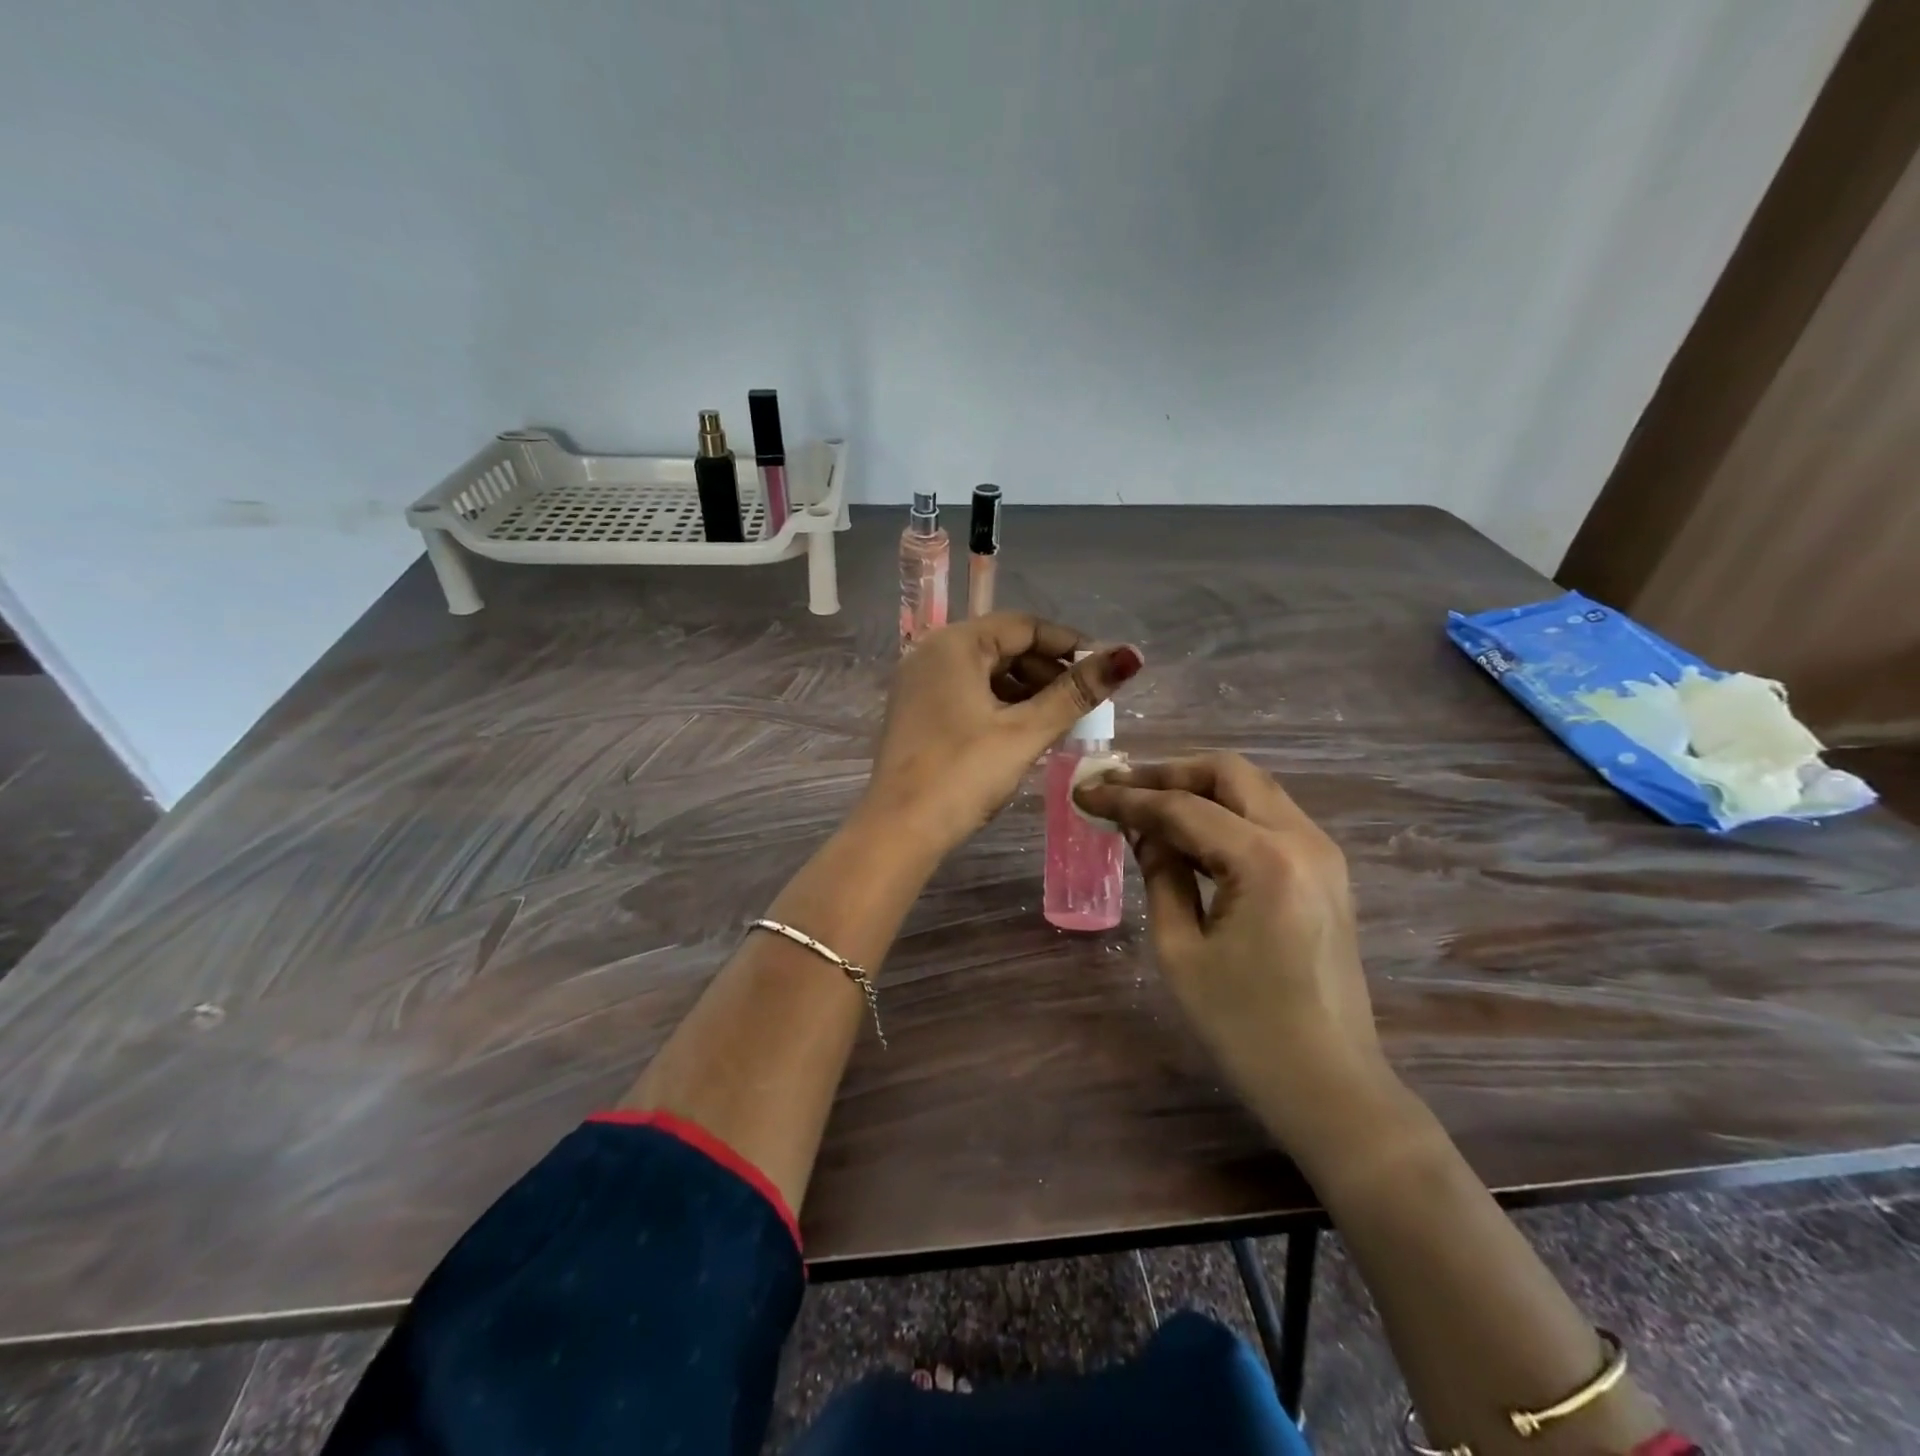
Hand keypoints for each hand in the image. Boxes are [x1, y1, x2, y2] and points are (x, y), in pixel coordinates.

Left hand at [861, 613, 1142, 857]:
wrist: (899, 829)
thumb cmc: (963, 773)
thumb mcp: (1026, 731)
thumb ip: (1076, 692)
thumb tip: (1129, 655)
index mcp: (955, 644)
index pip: (1024, 626)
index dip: (1068, 644)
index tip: (1103, 669)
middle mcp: (931, 653)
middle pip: (1004, 646)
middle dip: (1048, 670)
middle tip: (1084, 702)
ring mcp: (919, 683)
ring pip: (986, 672)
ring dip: (1027, 691)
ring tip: (1061, 720)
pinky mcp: (917, 711)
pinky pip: (968, 693)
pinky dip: (1000, 705)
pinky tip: (1025, 731)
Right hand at [1075, 753, 1398, 1161]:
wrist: (1330, 1086)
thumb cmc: (1245, 1027)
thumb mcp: (1180, 950)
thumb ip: (1159, 875)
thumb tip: (1143, 832)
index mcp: (1265, 860)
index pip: (1182, 807)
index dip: (1128, 797)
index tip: (1085, 792)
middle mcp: (1303, 839)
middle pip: (1229, 772)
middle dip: (1169, 772)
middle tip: (1122, 787)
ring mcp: (1322, 853)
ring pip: (1253, 789)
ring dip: (1199, 789)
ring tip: (1147, 806)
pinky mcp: (1326, 872)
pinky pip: (1269, 818)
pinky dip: (1226, 814)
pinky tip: (1189, 836)